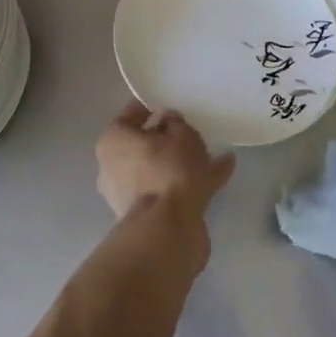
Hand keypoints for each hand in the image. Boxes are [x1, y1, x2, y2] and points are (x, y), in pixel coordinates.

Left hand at [96, 101, 234, 223]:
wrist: (167, 230)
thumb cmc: (168, 170)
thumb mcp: (181, 135)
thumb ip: (176, 123)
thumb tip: (169, 123)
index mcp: (113, 141)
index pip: (133, 113)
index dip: (155, 107)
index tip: (176, 106)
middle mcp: (113, 166)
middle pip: (144, 144)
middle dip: (168, 138)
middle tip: (193, 130)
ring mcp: (128, 194)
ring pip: (159, 169)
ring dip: (182, 162)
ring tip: (214, 152)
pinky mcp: (147, 215)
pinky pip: (172, 189)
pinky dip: (193, 182)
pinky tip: (222, 170)